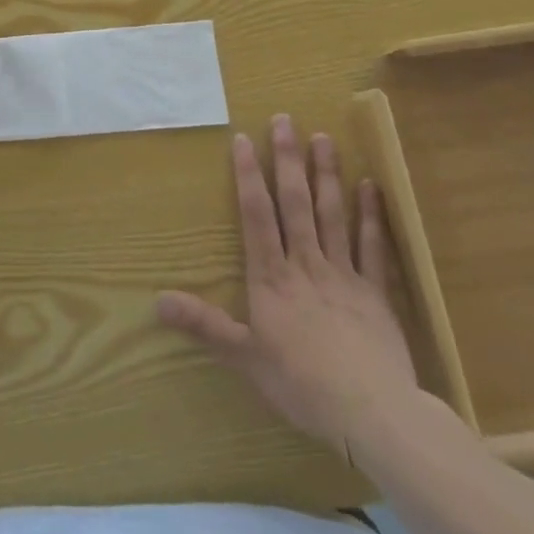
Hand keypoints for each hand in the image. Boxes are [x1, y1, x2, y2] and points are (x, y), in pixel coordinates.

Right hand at [157, 115, 418, 454]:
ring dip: (326, 175)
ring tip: (323, 138)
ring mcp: (344, 274)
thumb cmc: (301, 384)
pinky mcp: (376, 293)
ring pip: (332, 215)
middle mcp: (306, 264)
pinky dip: (372, 216)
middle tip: (286, 120)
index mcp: (272, 277)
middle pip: (295, 203)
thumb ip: (204, 325)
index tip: (244, 139)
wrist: (372, 414)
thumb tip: (157, 302)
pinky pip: (373, 247)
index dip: (249, 176)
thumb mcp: (243, 357)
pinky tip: (371, 186)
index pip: (256, 215)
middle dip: (288, 160)